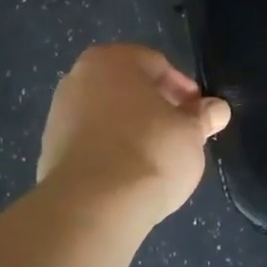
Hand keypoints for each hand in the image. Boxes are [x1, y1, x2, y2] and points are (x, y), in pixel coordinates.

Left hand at [37, 44, 231, 223]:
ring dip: (132, 129)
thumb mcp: (191, 132)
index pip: (157, 65)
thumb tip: (217, 108)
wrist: (93, 206)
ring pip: (108, 115)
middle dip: (155, 107)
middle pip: (128, 88)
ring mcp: (59, 114)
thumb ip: (203, 115)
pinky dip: (111, 150)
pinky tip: (129, 174)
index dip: (183, 89)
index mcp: (112, 60)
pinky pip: (92, 142)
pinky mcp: (49, 150)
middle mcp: (78, 78)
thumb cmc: (150, 152)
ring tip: (157, 158)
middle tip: (180, 133)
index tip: (199, 114)